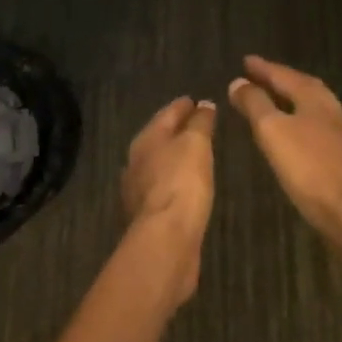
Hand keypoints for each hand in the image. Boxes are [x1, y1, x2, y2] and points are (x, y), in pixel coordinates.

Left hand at [121, 97, 217, 305]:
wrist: (167, 240)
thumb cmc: (182, 182)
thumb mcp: (196, 143)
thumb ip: (200, 122)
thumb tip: (204, 104)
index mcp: (146, 139)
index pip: (167, 113)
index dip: (183, 106)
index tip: (197, 100)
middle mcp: (137, 161)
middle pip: (160, 138)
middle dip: (178, 131)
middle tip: (199, 125)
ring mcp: (140, 191)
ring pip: (161, 164)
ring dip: (177, 158)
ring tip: (198, 155)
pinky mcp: (149, 216)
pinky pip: (165, 188)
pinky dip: (177, 182)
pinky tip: (190, 187)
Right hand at [229, 57, 341, 234]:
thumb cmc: (309, 168)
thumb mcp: (272, 131)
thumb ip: (255, 104)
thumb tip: (238, 82)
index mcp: (315, 96)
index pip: (284, 75)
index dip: (263, 68)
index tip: (245, 60)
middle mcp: (334, 107)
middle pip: (303, 87)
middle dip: (280, 81)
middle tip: (260, 77)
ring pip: (315, 107)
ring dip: (293, 101)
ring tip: (276, 102)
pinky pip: (322, 128)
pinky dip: (305, 122)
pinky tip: (301, 134)